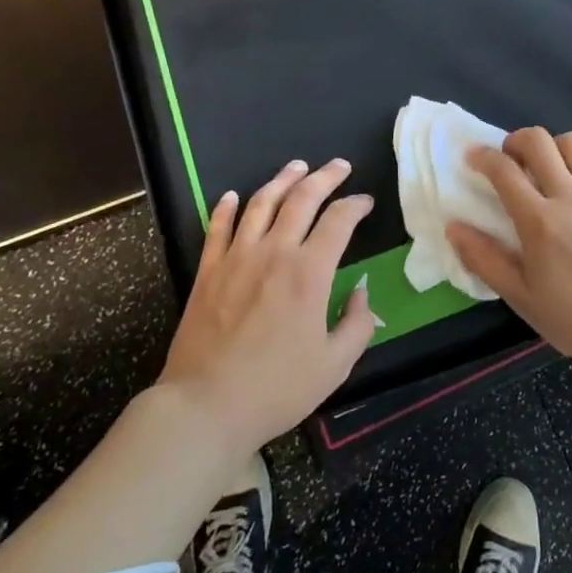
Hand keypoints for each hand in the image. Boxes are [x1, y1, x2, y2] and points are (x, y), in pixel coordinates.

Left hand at [158, 159, 375, 454]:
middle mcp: (274, 252)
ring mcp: (237, 258)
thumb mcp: (335, 365)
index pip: (339, 221)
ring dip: (282, 180)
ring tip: (296, 167)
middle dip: (325, 177)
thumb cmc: (277, 389)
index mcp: (310, 273)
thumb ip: (357, 323)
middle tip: (339, 166)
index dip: (356, 205)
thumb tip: (361, 292)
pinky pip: (218, 228)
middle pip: (302, 199)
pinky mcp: (208, 271)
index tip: (365, 202)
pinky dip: (227, 207)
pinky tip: (234, 196)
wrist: (206, 406)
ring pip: (261, 203)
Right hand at [447, 128, 571, 378]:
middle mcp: (569, 197)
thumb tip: (453, 227)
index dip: (482, 156)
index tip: (473, 157)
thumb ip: (484, 259)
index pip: (503, 170)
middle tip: (510, 159)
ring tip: (549, 167)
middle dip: (516, 140)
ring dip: (554, 147)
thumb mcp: (519, 296)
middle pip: (539, 141)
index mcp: (538, 221)